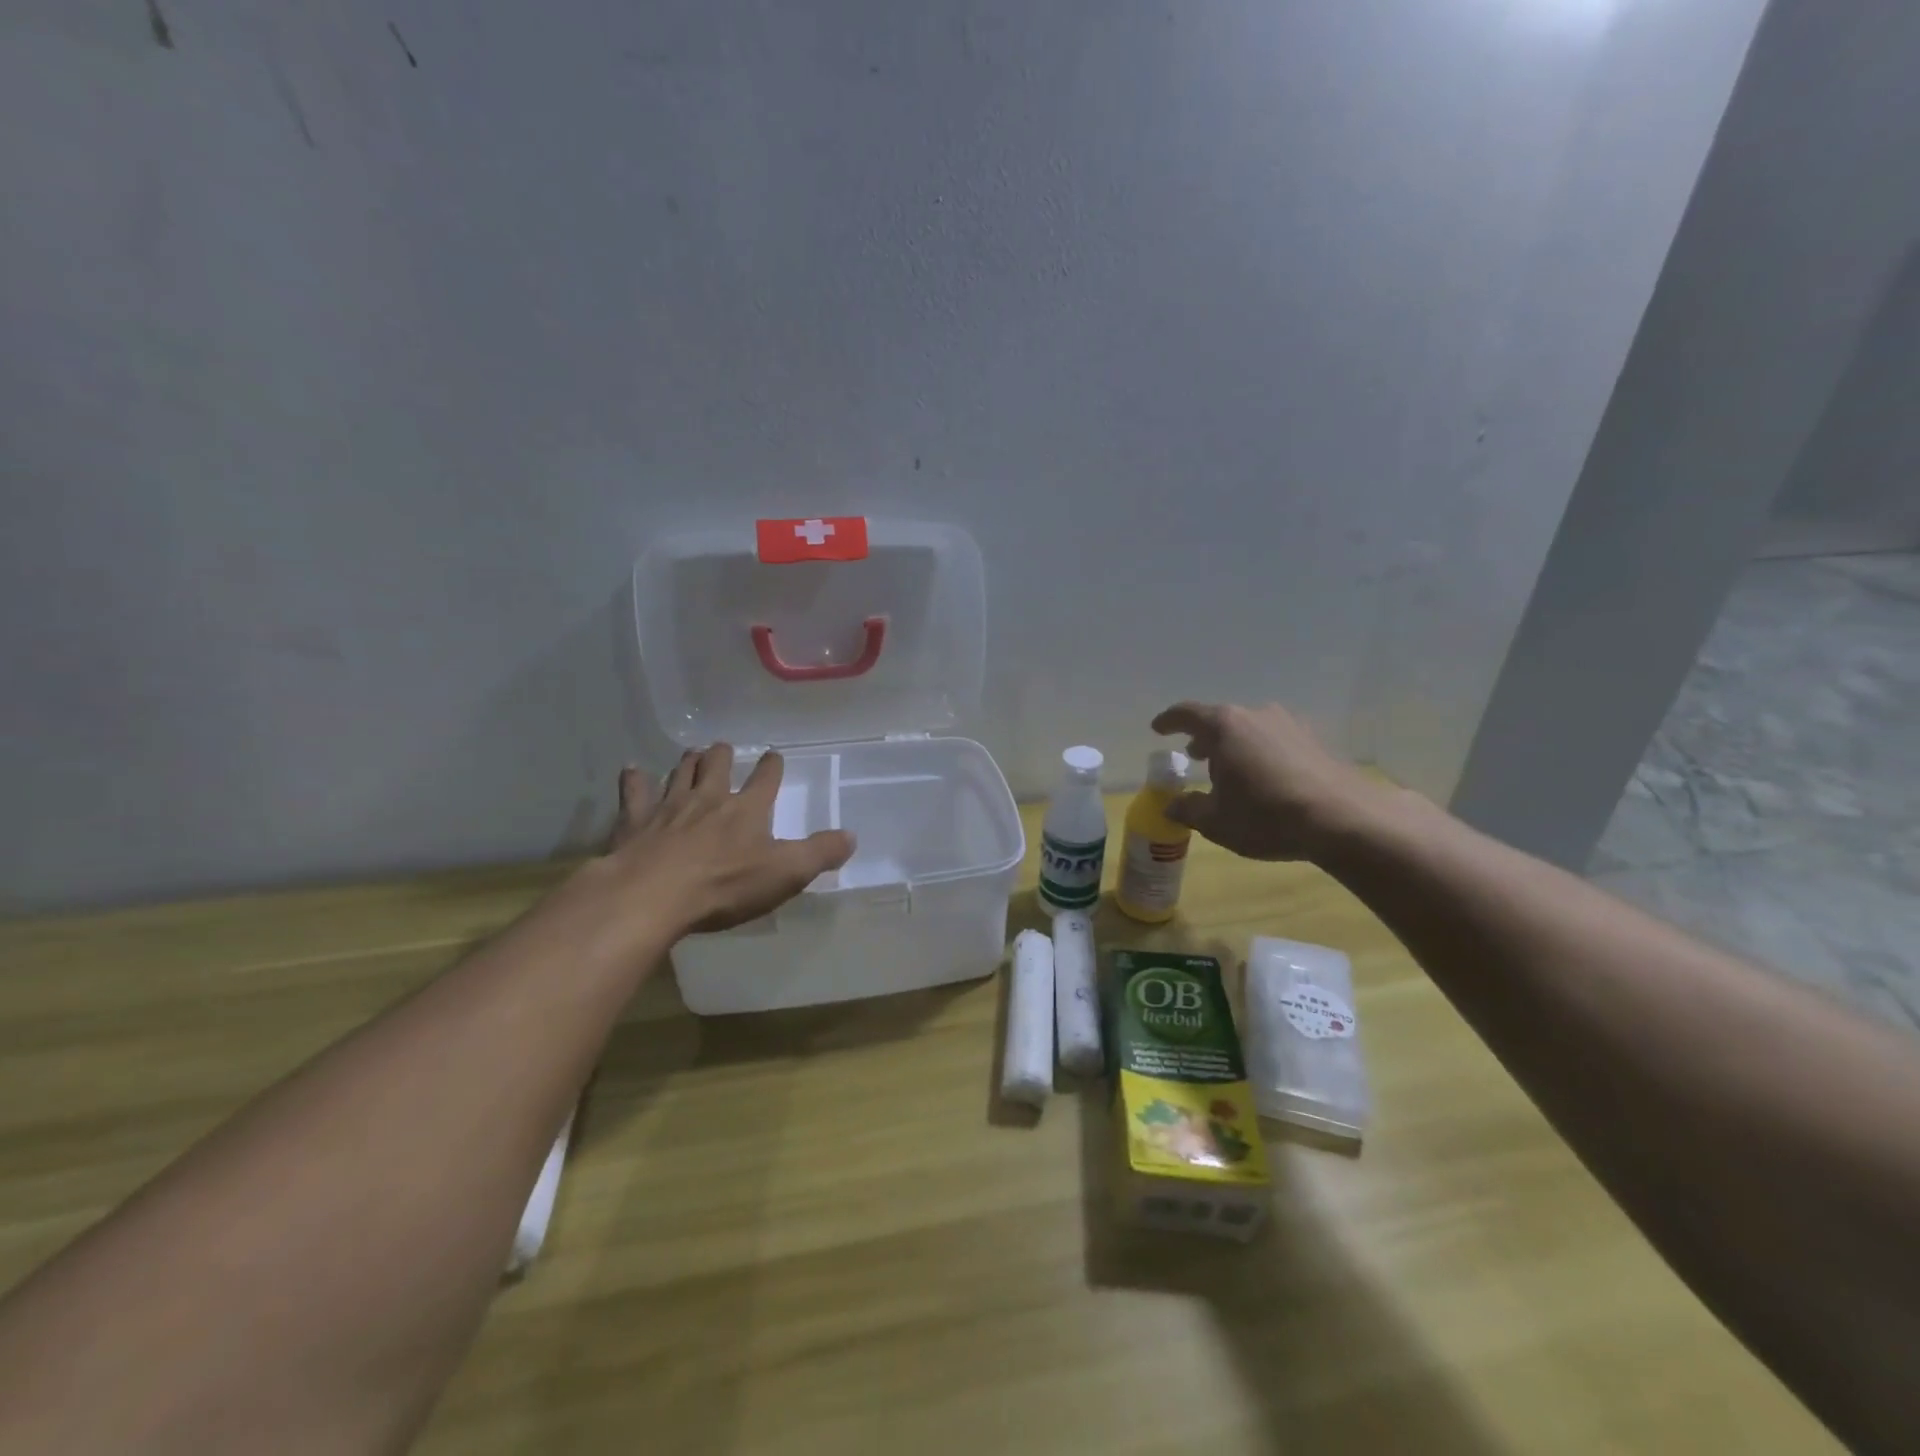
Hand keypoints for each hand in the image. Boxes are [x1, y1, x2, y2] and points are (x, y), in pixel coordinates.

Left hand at [607, 745, 854, 933]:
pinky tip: (633, 770)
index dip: (772, 766)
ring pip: (680, 772)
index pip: (765, 779)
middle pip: (717, 765)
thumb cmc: (724, 885)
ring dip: (687, 761)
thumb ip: (820, 853)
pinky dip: (635, 779)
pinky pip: (635, 791)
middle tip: (723, 749)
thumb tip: (852, 836)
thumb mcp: (786, 873)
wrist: (652, 894)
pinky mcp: (635, 820)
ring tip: (691, 754)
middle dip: (722, 754)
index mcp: (747, 809)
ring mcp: (669, 806)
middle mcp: (709, 798)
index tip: (773, 755)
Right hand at [1150, 702, 1386, 862]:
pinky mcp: (1315, 740)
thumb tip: (1172, 805)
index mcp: (1224, 726)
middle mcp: (1256, 715)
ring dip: (1235, 746)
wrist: (1343, 819)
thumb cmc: (1266, 816)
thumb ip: (1189, 809)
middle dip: (1204, 738)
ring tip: (1231, 771)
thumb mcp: (1216, 821)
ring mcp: (1290, 724)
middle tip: (1195, 757)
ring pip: (1251, 729)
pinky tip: (1266, 778)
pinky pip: (1276, 740)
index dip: (1168, 721)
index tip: (1158, 729)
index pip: (1186, 714)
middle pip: (1221, 720)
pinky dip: (1262, 753)